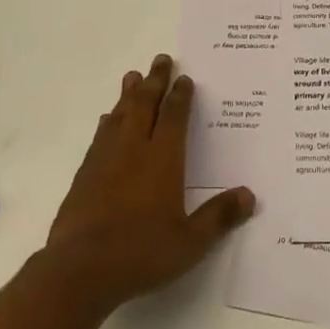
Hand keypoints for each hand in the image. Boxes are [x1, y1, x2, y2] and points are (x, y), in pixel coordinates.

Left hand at [42, 53, 254, 316]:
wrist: (80, 270)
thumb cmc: (141, 253)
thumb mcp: (190, 242)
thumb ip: (219, 217)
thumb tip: (250, 195)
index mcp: (162, 159)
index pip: (173, 117)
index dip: (180, 95)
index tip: (185, 78)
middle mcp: (133, 149)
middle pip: (144, 105)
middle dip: (155, 81)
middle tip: (161, 59)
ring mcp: (105, 159)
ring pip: (119, 115)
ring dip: (128, 94)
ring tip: (133, 76)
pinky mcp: (84, 175)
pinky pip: (100, 136)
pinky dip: (107, 121)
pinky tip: (107, 120)